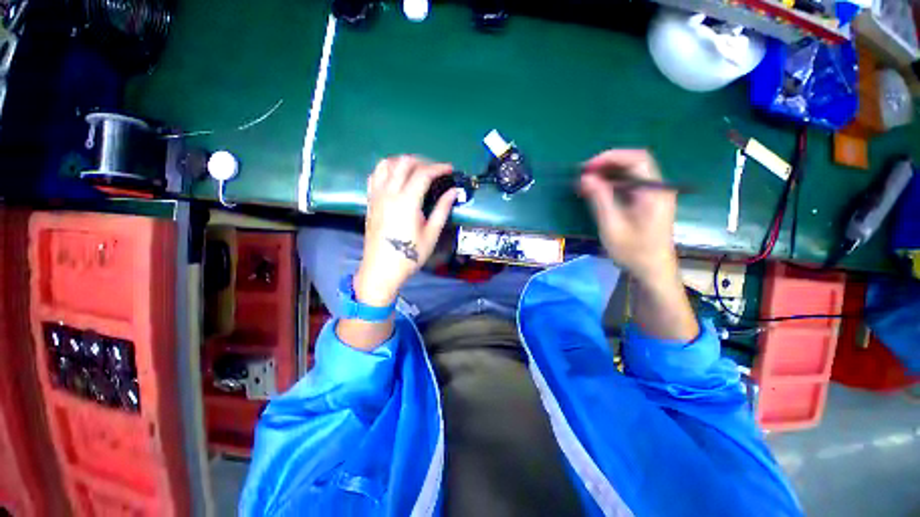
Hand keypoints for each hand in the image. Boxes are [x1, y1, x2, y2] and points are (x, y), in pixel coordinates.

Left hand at [354, 156, 457, 305]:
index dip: (439, 168)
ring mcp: (376, 195)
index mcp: (407, 201)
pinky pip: (375, 175)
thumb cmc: (409, 255)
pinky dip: (387, 169)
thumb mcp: (431, 234)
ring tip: (416, 170)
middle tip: (435, 170)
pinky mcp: (370, 201)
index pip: (423, 173)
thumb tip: (453, 192)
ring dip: (403, 161)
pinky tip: (395, 177)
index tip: (450, 169)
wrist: (381, 270)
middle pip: (404, 163)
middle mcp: (389, 193)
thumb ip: (442, 209)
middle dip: (422, 161)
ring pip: (386, 164)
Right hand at [580, 149, 697, 340]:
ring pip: (630, 173)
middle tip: (583, 174)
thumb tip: (585, 177)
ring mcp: (653, 194)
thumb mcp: (612, 226)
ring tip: (585, 183)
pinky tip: (596, 192)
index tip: (587, 168)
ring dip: (607, 174)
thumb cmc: (634, 251)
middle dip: (606, 165)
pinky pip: (629, 185)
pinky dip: (611, 184)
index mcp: (654, 191)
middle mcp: (657, 187)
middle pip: (634, 163)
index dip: (610, 158)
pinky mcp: (647, 202)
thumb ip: (600, 199)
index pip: (636, 158)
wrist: (653, 271)